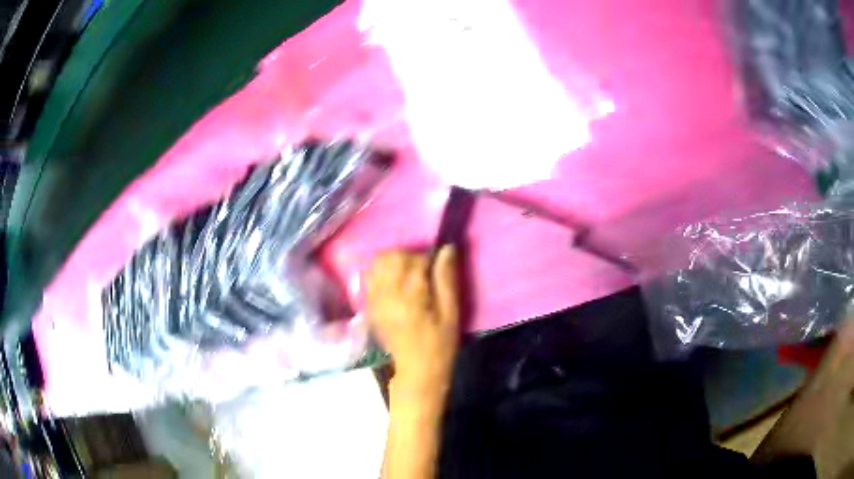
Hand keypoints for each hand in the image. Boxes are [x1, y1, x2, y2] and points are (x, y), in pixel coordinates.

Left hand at [366, 246, 459, 394]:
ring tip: (407, 276)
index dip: (428, 258)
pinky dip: (381, 272)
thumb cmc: (440, 343)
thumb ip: (446, 279)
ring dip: (393, 262)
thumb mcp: (451, 312)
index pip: (414, 259)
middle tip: (421, 271)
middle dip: (408, 257)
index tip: (436, 269)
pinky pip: (369, 277)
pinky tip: (393, 284)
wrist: (417, 369)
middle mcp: (387, 294)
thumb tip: (447, 248)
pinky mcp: (369, 305)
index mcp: (409, 296)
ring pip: (377, 263)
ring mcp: (374, 299)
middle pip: (390, 256)